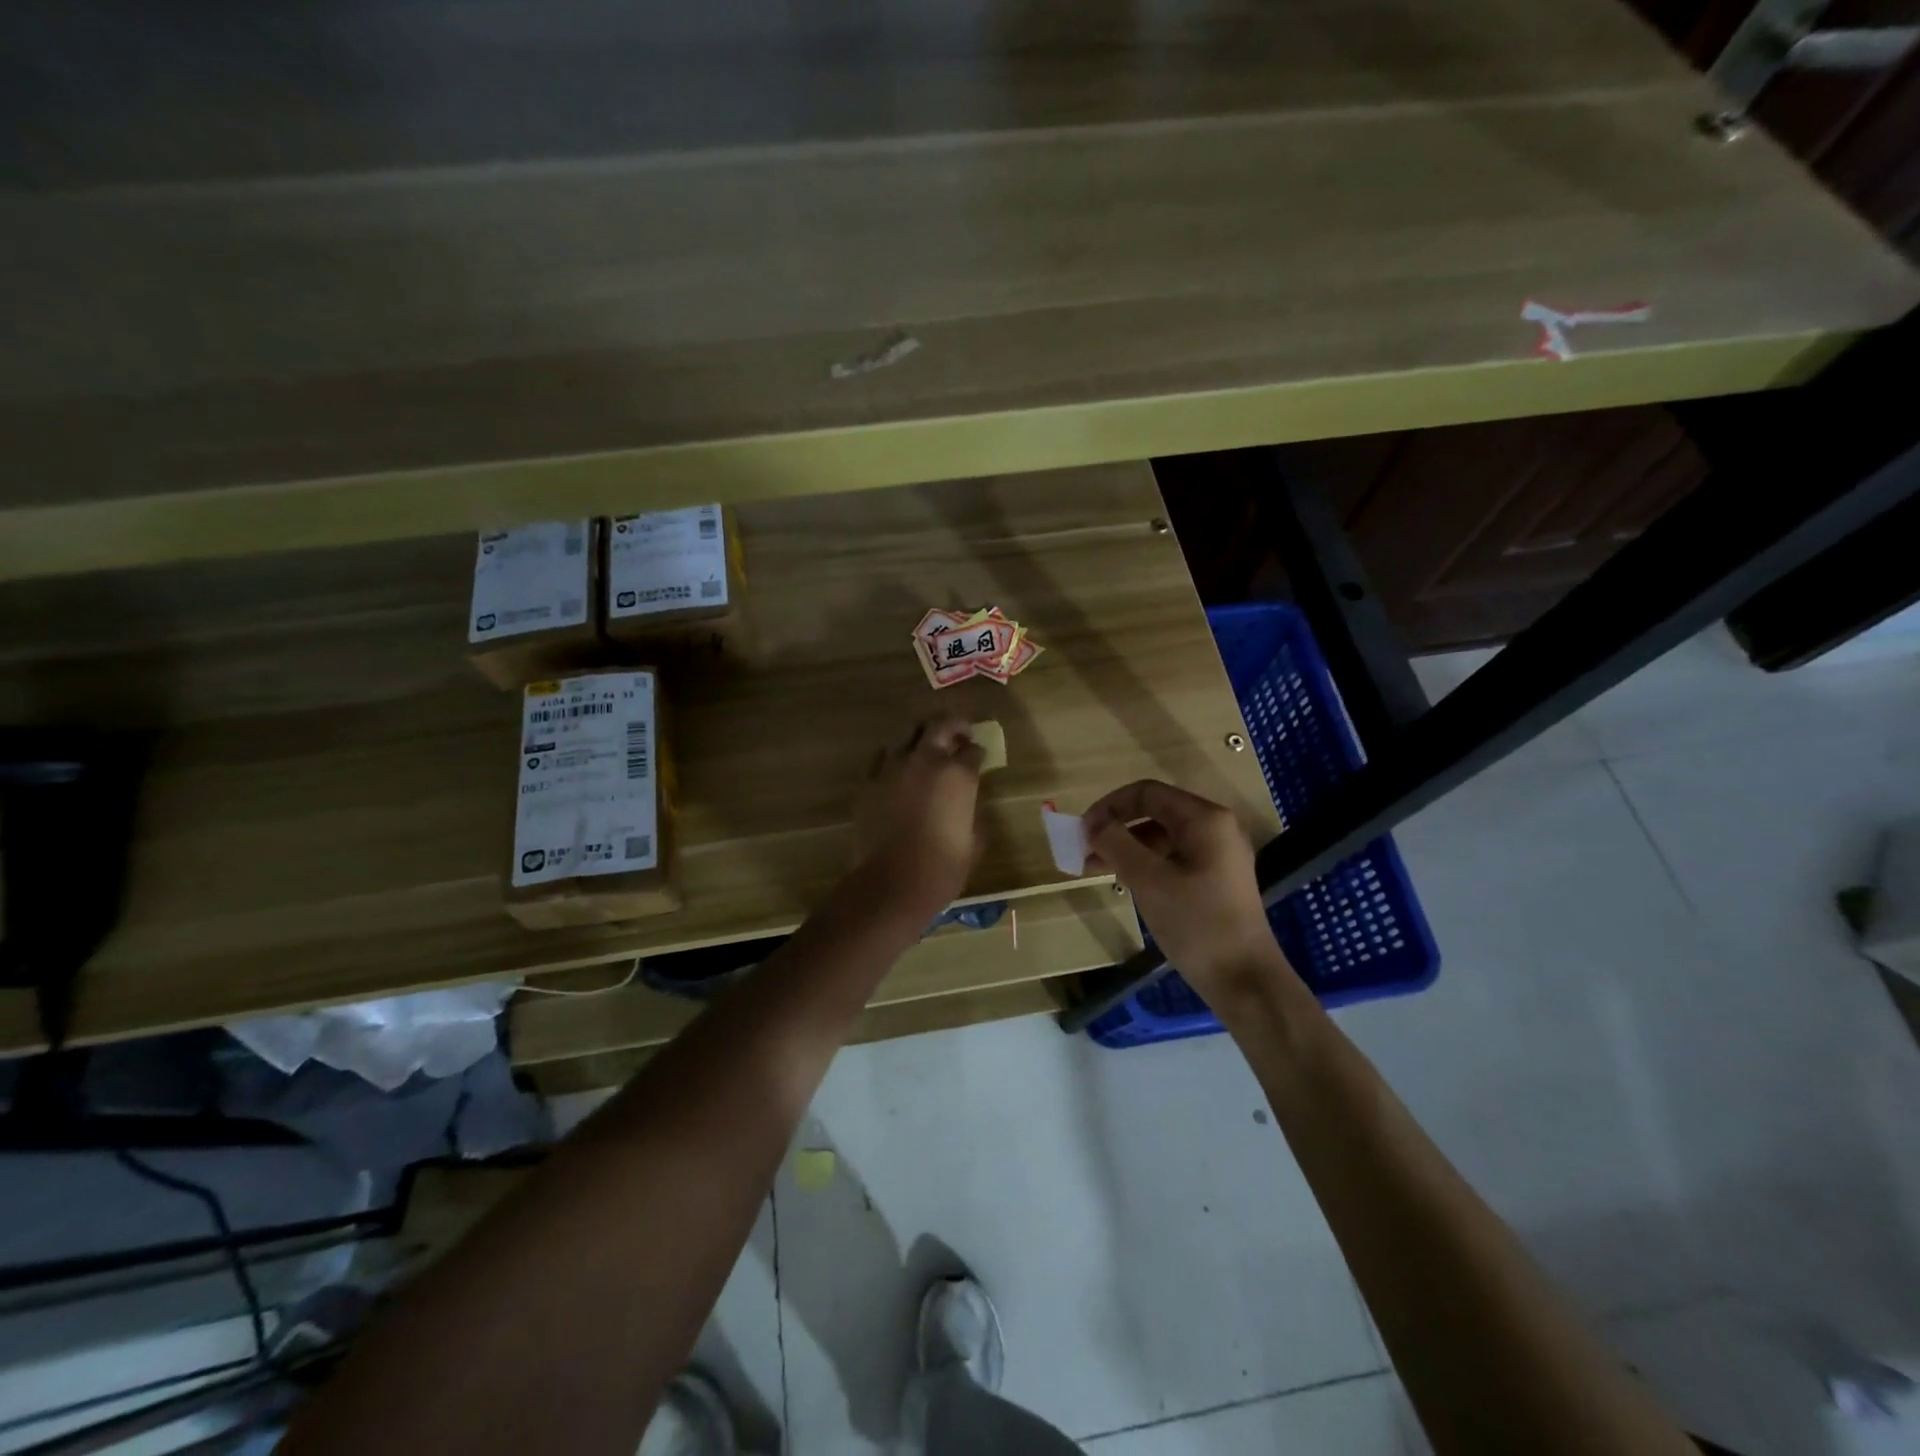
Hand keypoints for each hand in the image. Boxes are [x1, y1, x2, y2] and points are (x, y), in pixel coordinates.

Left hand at [852, 717, 985, 916]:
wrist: (894, 881)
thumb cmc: (944, 866)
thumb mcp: (974, 841)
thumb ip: (973, 814)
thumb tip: (967, 807)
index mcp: (958, 775)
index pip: (973, 750)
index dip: (978, 753)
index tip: (979, 758)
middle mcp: (926, 761)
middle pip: (940, 726)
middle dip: (953, 726)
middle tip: (959, 734)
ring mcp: (893, 768)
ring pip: (907, 736)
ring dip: (920, 739)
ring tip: (926, 751)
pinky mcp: (869, 782)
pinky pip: (882, 758)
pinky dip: (894, 759)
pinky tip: (898, 771)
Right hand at [1083, 780, 1285, 997]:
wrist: (1245, 981)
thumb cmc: (1196, 923)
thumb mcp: (1149, 880)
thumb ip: (1117, 843)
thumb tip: (1093, 823)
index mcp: (1205, 819)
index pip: (1146, 793)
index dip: (1109, 806)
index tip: (1082, 832)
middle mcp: (1216, 827)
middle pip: (1154, 812)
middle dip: (1115, 827)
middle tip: (1083, 851)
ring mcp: (1219, 854)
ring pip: (1162, 837)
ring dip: (1126, 847)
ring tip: (1095, 869)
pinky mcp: (1216, 879)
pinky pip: (1173, 857)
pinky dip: (1145, 863)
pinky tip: (1124, 881)